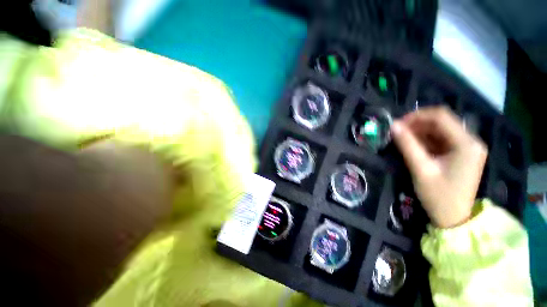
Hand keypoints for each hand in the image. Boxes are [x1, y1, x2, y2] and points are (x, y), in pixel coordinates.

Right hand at [391, 107, 487, 228]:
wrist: (454, 219)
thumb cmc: (439, 196)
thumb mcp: (421, 169)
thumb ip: (407, 145)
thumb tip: (393, 126)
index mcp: (466, 144)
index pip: (441, 116)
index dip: (417, 116)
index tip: (397, 124)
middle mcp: (470, 141)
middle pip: (441, 122)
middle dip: (417, 124)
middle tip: (397, 133)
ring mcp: (467, 148)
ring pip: (440, 130)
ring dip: (420, 132)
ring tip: (402, 139)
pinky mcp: (461, 154)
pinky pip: (441, 140)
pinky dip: (425, 140)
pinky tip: (413, 146)